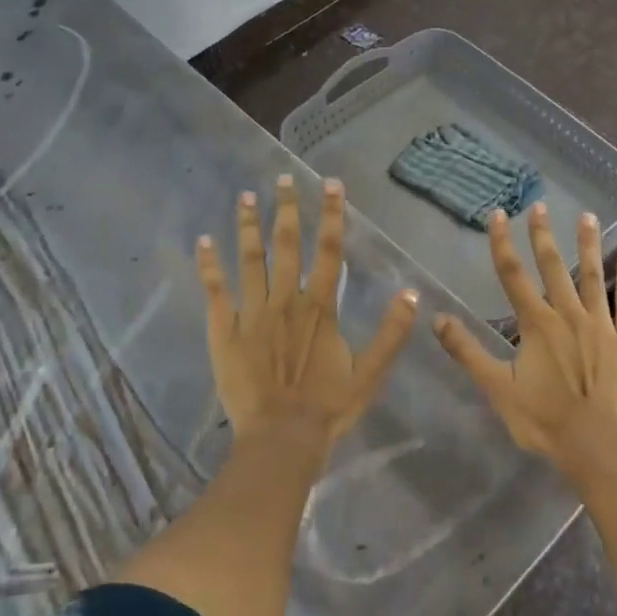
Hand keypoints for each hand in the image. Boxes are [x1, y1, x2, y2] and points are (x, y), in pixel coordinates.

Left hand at [196, 174, 418, 444]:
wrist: (281, 438)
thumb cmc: (327, 408)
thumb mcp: (370, 374)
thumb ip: (391, 333)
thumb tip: (413, 293)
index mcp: (320, 308)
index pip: (329, 251)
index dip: (332, 215)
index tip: (331, 183)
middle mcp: (286, 301)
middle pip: (287, 245)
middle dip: (287, 209)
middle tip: (283, 177)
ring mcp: (252, 314)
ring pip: (250, 260)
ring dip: (248, 226)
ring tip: (245, 196)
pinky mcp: (225, 331)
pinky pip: (215, 292)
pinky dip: (209, 265)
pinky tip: (203, 241)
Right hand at [433, 203, 616, 464]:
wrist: (596, 445)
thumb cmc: (542, 419)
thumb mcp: (496, 387)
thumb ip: (467, 351)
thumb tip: (437, 318)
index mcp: (535, 324)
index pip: (512, 274)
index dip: (502, 243)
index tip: (499, 215)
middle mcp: (568, 314)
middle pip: (552, 266)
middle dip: (543, 234)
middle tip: (540, 205)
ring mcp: (601, 324)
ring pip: (592, 276)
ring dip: (588, 245)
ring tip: (587, 216)